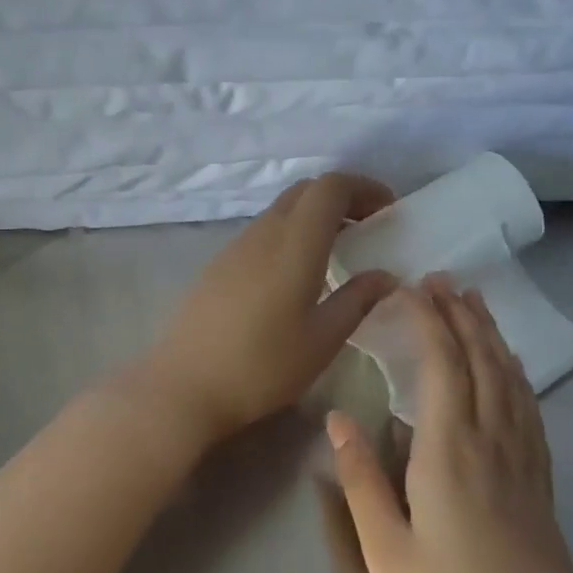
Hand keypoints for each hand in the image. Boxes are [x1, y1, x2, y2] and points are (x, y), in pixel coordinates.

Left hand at [119, 173, 396, 455]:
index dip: (364, 187)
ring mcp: (236, 245)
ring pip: (282, 209)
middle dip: (342, 197)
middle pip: (306, 190)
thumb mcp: (322, 339)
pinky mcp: (219, 263)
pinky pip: (263, 230)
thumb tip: (387, 276)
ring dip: (315, 216)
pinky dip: (291, 233)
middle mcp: (264, 232)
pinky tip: (297, 273)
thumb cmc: (262, 366)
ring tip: (339, 251)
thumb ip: (358, 300)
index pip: (330, 186)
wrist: (183, 385)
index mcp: (295, 243)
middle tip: (368, 228)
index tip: (388, 211)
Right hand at [327, 280, 572, 572]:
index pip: (443, 365)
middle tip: (444, 279)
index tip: (412, 288)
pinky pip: (530, 411)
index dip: (429, 321)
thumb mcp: (385, 551)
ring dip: (492, 336)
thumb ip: (360, 478)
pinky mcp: (542, 487)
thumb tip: (338, 417)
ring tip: (476, 304)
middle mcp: (493, 445)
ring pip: (511, 381)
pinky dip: (518, 375)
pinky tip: (512, 370)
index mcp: (451, 453)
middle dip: (462, 315)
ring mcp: (524, 464)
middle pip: (482, 362)